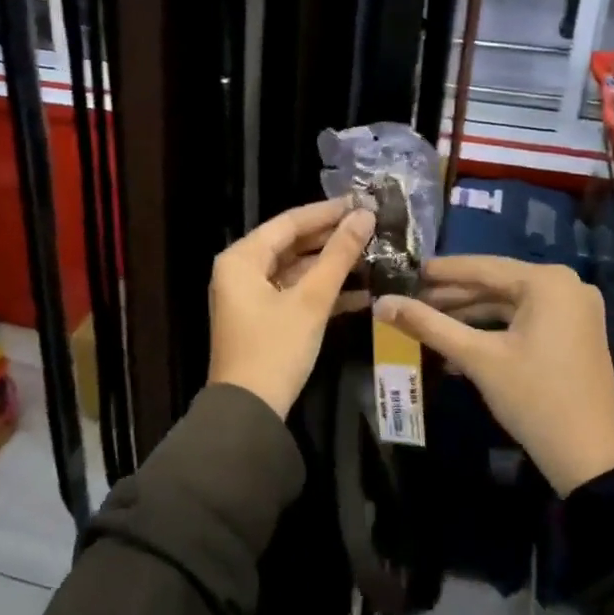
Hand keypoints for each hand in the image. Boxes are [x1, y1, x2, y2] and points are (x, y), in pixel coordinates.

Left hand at [208, 198, 374, 418]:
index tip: (362, 203)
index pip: (288, 222)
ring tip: (372, 255)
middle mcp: (241, 270)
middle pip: (291, 244)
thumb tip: (364, 217)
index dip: (327, 212)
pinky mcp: (263, 318)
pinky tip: (361, 293)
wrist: (249, 411)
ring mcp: (250, 296)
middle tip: (371, 227)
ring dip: (331, 266)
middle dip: (331, 238)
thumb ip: (338, 256)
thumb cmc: (275, 348)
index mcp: (242, 258)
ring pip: (296, 270)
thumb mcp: (310, 300)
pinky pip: (294, 293)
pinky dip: (322, 292)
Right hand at [375, 256, 613, 495]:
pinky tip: (458, 343)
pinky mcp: (573, 334)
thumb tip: (381, 304)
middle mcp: (566, 286)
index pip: (482, 267)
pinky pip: (524, 320)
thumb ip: (428, 325)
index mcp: (548, 282)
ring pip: (509, 303)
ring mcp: (574, 311)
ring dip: (469, 314)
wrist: (592, 458)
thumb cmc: (535, 398)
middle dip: (453, 295)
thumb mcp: (478, 358)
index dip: (441, 271)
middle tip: (410, 300)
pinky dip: (492, 329)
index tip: (406, 271)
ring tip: (427, 321)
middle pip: (496, 283)